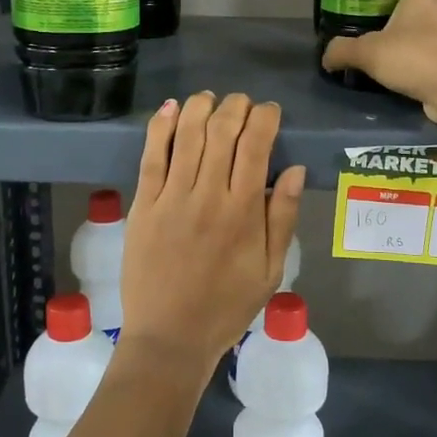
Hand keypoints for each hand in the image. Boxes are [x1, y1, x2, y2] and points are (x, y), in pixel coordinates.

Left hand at [120, 92, 305, 371]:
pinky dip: (159, 127)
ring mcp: (171, 198)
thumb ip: (282, 217)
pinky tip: (170, 109)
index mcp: (243, 212)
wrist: (170, 338)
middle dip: (235, 106)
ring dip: (199, 108)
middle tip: (241, 103)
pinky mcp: (142, 205)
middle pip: (221, 131)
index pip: (256, 145)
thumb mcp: (270, 270)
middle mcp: (207, 195)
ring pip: (186, 135)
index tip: (270, 112)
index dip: (264, 118)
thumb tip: (294, 169)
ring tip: (209, 99)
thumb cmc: (227, 307)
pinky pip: (150, 157)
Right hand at [320, 0, 436, 125]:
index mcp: (425, 1)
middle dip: (408, 19)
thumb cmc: (415, 57)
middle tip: (380, 30)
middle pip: (429, 10)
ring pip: (434, 38)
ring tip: (389, 60)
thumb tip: (326, 56)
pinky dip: (423, 70)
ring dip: (415, 46)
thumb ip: (344, 51)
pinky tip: (404, 81)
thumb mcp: (368, 52)